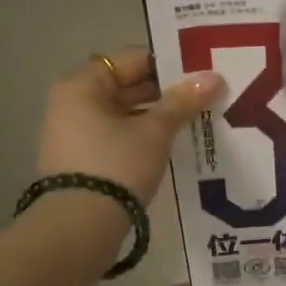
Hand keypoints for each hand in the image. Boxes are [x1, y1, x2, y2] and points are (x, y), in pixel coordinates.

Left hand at [36, 49, 222, 202]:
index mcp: (83, 83)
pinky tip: (172, 142)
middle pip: (127, 84)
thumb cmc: (116, 165)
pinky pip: (117, 133)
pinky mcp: (81, 157)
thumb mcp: (155, 131)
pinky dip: (142, 134)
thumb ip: (183, 101)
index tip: (201, 72)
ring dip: (157, 114)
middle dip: (166, 91)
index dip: (169, 63)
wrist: (79, 226)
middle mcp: (72, 100)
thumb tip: (212, 77)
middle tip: (206, 95)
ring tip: (196, 119)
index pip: (133, 59)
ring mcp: (73, 131)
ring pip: (124, 111)